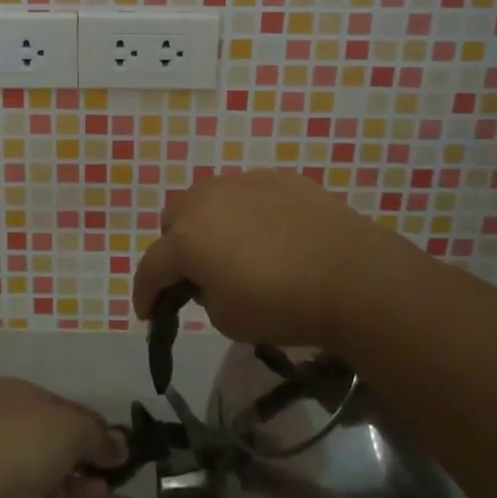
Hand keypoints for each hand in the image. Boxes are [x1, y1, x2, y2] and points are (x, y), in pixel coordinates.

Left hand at [0, 379, 126, 497]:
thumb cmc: (25, 441)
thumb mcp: (73, 427)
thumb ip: (99, 436)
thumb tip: (121, 446)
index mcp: (13, 392)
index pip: (61, 403)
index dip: (91, 421)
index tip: (117, 441)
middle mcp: (3, 422)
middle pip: (55, 435)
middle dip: (87, 451)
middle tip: (118, 468)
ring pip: (49, 466)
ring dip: (82, 476)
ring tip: (113, 491)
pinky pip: (42, 492)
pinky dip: (69, 495)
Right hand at [132, 170, 411, 351]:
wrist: (350, 274)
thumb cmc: (281, 304)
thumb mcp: (227, 319)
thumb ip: (204, 294)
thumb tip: (210, 278)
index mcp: (186, 239)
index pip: (152, 267)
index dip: (145, 293)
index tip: (148, 314)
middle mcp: (205, 201)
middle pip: (173, 220)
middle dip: (176, 248)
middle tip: (197, 273)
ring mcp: (242, 182)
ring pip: (209, 198)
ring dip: (209, 223)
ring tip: (234, 248)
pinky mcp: (277, 178)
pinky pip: (247, 193)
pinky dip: (247, 213)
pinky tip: (271, 235)